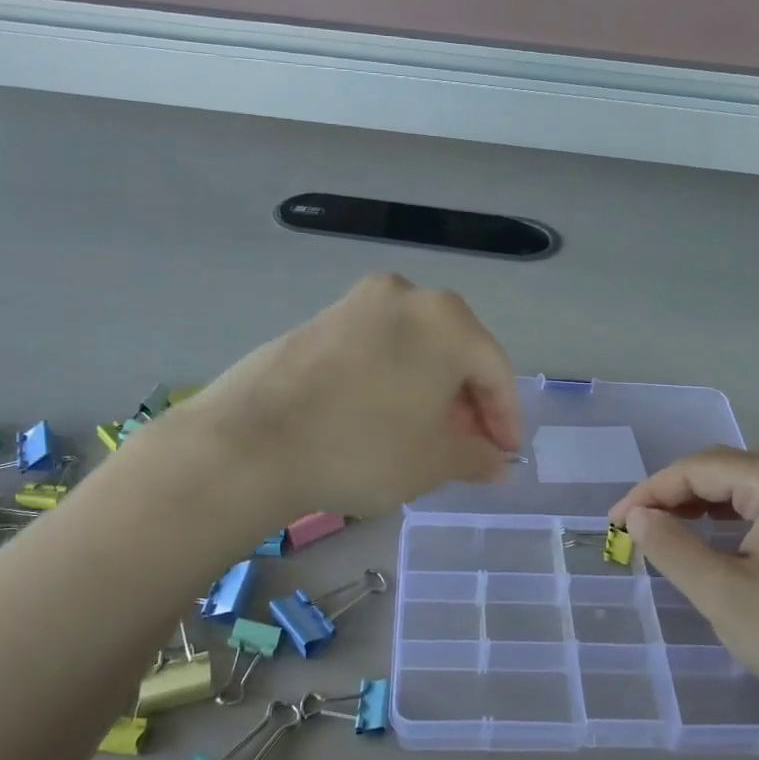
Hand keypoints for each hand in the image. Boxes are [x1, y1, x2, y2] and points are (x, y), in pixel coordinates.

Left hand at [169, 275, 521, 518]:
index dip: (505, 418)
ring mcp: (357, 303)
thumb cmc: (362, 448)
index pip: (495, 371)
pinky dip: (391, 378)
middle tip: (466, 448)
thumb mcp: (431, 462)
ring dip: (428, 390)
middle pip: (455, 353)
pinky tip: (381, 415)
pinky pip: (376, 348)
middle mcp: (406, 296)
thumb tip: (498, 463)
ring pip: (414, 348)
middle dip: (466, 403)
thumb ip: (475, 456)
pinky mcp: (320, 320)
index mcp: (448, 321)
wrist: (252, 441)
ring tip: (424, 436)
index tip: (506, 455)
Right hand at [609, 447, 758, 717]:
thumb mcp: (724, 594)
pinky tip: (718, 544)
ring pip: (749, 489)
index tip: (617, 522)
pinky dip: (734, 520)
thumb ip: (673, 548)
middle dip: (675, 494)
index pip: (701, 468)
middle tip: (640, 526)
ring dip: (703, 505)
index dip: (651, 491)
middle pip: (726, 470)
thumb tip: (639, 517)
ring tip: (669, 531)